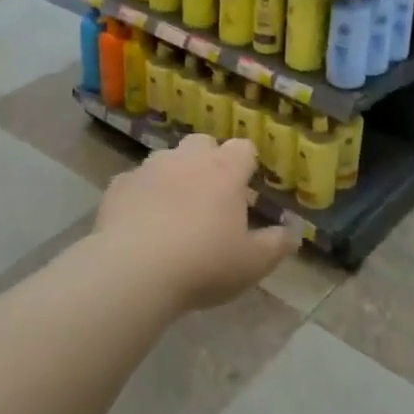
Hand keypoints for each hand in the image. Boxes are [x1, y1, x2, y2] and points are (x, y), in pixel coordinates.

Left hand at [94, 135, 294, 310]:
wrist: (134, 270)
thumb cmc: (203, 263)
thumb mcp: (251, 264)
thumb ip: (276, 245)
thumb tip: (294, 233)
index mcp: (225, 171)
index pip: (244, 148)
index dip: (246, 164)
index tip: (246, 187)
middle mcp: (188, 159)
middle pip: (203, 143)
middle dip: (208, 160)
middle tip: (210, 196)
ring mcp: (150, 168)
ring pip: (167, 158)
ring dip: (173, 174)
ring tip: (173, 209)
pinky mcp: (119, 186)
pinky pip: (135, 182)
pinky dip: (141, 195)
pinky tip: (139, 221)